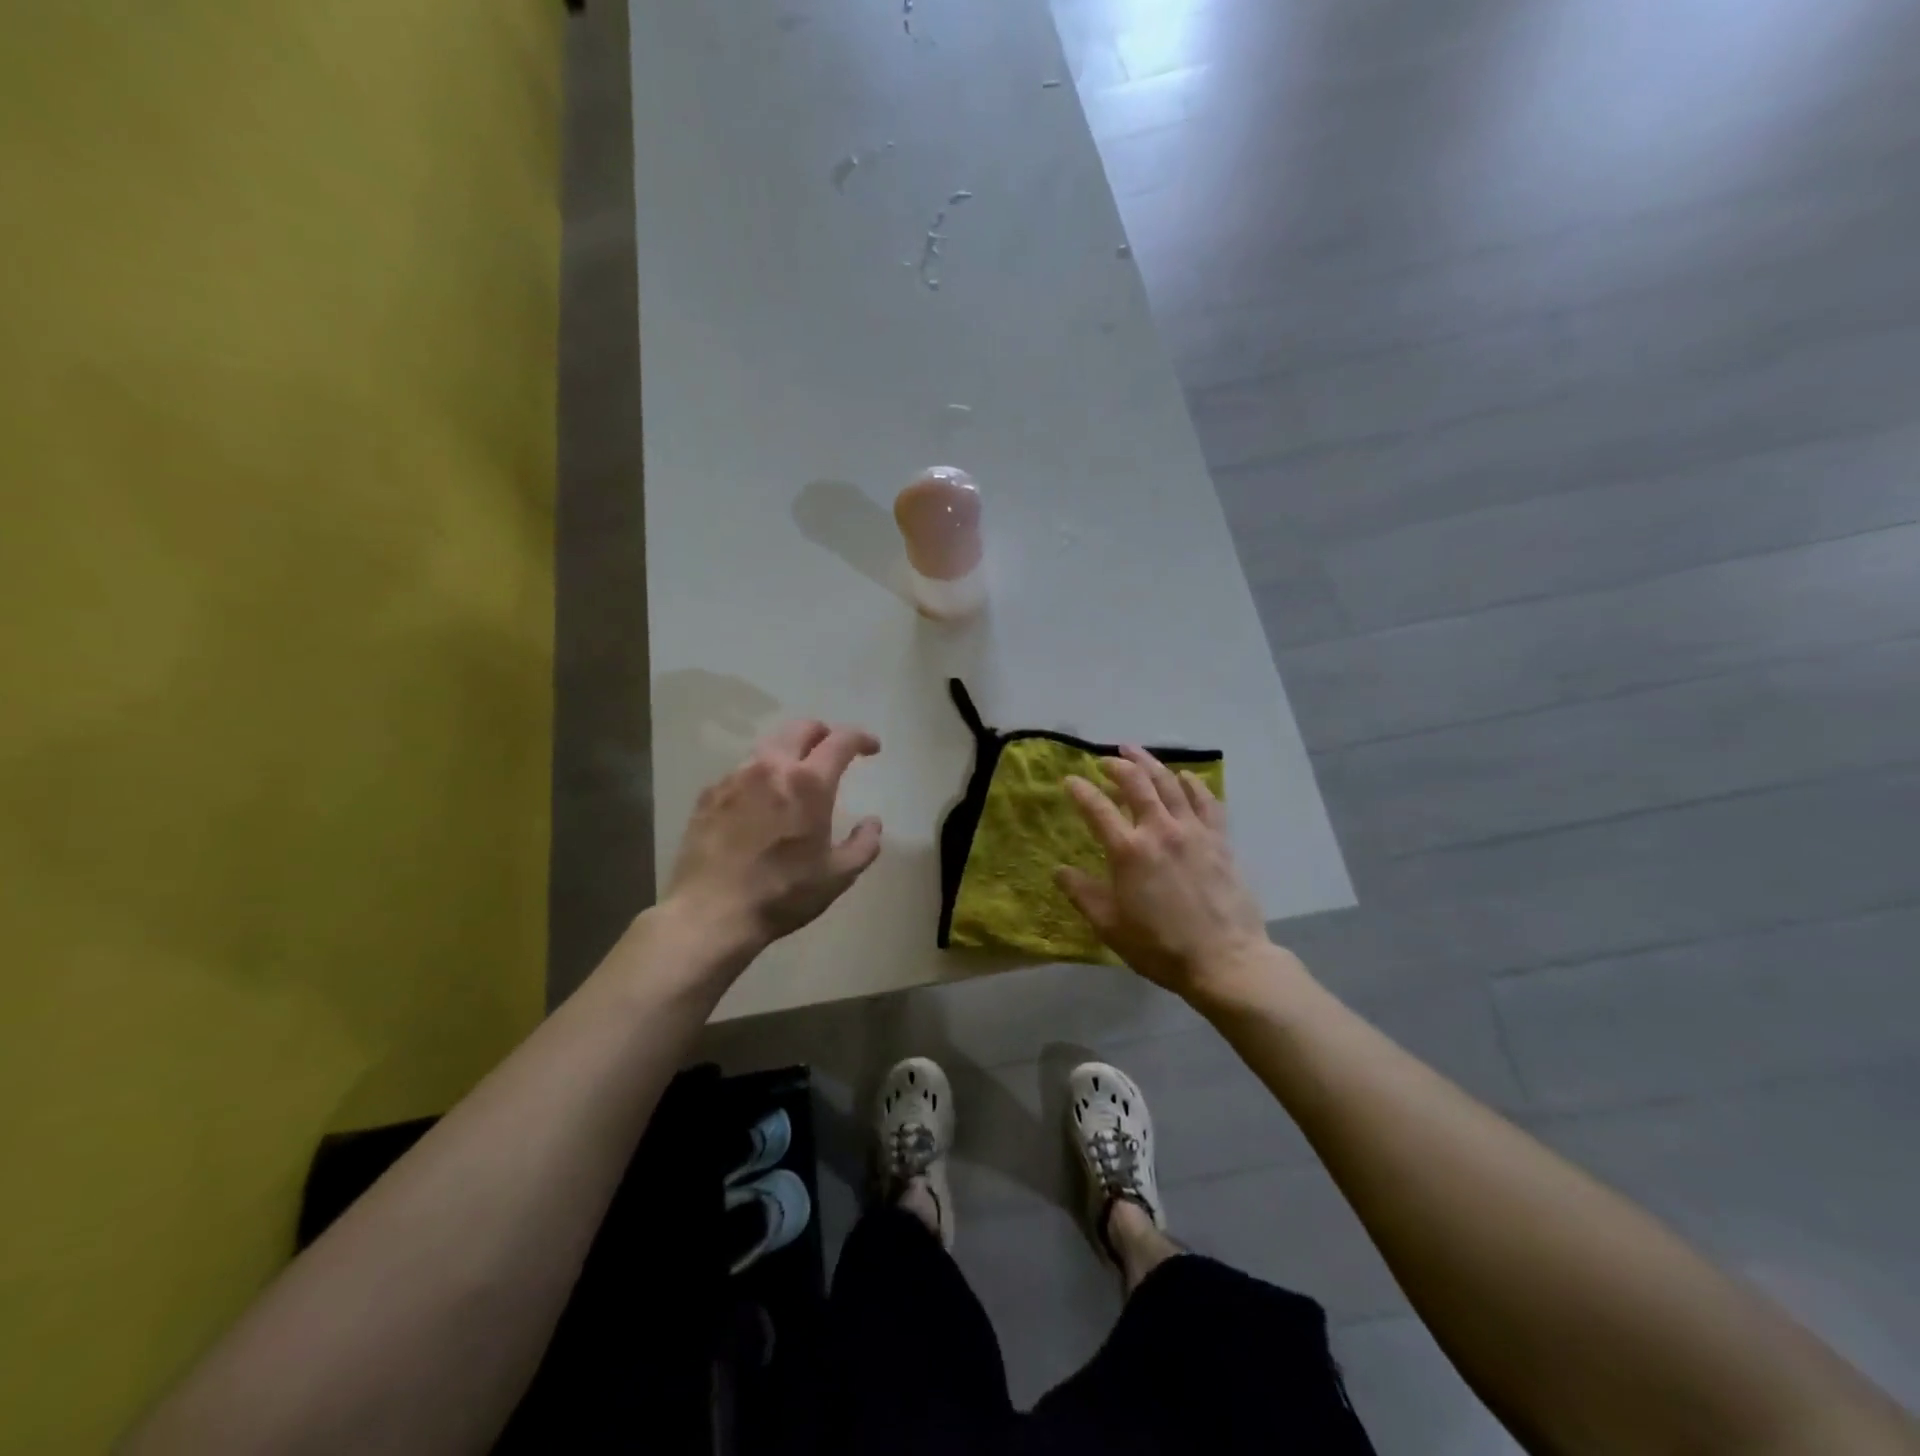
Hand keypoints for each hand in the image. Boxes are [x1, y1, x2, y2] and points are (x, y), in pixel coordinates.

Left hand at [664, 720, 882, 959]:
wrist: (709, 914)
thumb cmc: (782, 894)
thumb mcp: (837, 877)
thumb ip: (863, 845)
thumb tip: (872, 823)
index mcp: (808, 783)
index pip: (841, 741)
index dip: (861, 738)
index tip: (871, 749)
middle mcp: (770, 768)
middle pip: (800, 728)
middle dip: (823, 733)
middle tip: (832, 750)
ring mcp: (734, 778)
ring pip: (768, 747)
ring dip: (789, 753)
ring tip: (795, 777)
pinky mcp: (708, 795)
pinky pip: (741, 772)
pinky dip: (759, 777)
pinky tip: (760, 803)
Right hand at [1057, 747, 1270, 1002]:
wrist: (1225, 961)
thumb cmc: (1160, 947)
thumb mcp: (1110, 926)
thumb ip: (1083, 894)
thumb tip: (1059, 871)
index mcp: (1128, 851)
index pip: (1096, 808)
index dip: (1080, 790)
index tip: (1069, 780)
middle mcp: (1160, 830)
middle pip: (1136, 783)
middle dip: (1117, 765)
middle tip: (1105, 760)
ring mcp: (1194, 831)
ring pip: (1170, 783)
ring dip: (1150, 763)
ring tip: (1136, 752)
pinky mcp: (1220, 840)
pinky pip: (1206, 800)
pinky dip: (1193, 783)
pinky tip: (1186, 776)